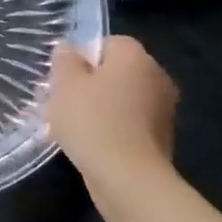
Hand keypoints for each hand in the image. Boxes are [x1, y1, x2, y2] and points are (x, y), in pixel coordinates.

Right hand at [44, 36, 178, 181]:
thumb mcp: (65, 84)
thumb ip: (64, 60)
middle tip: (59, 102)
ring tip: (68, 126)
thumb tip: (68, 49)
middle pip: (114, 71)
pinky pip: (126, 123)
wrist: (128, 178)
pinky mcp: (159, 138)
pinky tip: (88, 144)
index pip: (107, 43)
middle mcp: (156, 77)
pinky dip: (109, 128)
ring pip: (119, 98)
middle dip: (86, 84)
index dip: (80, 58)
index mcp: (136, 57)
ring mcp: (162, 109)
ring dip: (96, 107)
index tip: (61, 78)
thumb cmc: (92, 121)